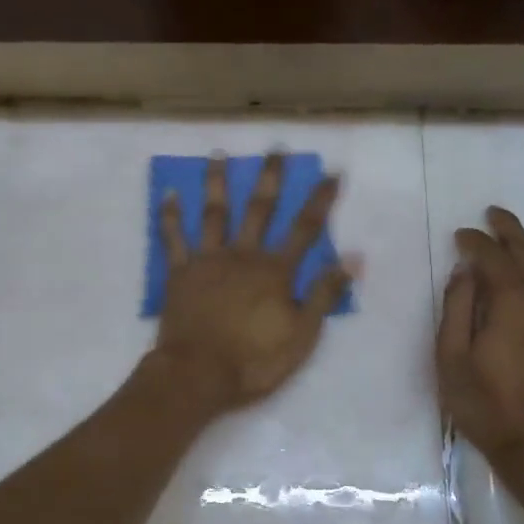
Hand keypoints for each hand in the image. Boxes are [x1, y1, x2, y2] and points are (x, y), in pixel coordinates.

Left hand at [152, 153, 352, 413]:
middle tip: (275, 149)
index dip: (321, 200)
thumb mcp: (302, 334)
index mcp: (275, 271)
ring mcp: (209, 260)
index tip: (333, 172)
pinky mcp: (180, 272)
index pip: (305, 229)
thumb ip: (325, 293)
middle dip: (270, 178)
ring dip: (217, 183)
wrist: (197, 373)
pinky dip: (170, 215)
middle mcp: (243, 255)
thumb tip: (354, 257)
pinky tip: (169, 193)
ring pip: (214, 213)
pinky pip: (174, 238)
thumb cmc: (254, 359)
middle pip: (259, 210)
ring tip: (217, 155)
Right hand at [437, 207, 523, 459]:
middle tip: (491, 216)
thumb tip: (465, 272)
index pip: (492, 257)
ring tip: (517, 236)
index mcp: (512, 302)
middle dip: (507, 231)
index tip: (460, 235)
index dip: (475, 242)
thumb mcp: (451, 358)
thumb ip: (456, 308)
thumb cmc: (485, 404)